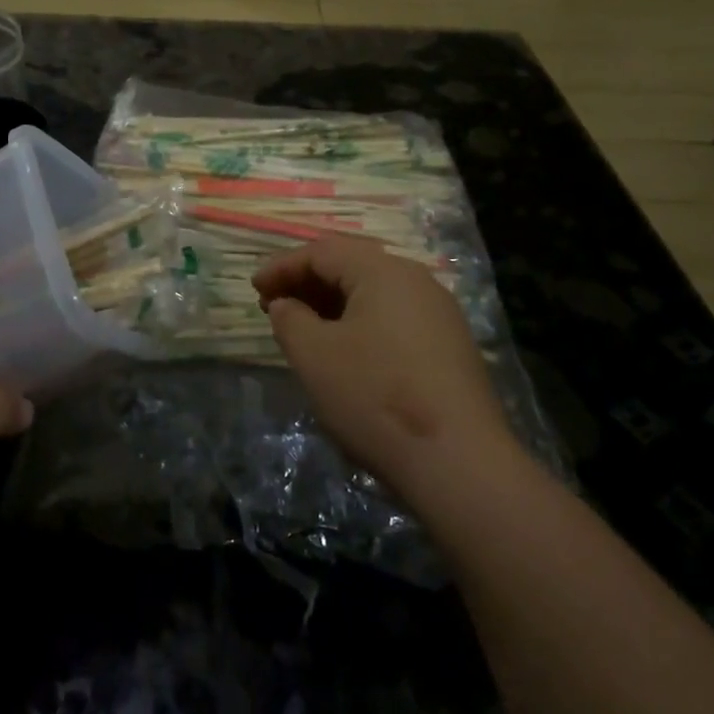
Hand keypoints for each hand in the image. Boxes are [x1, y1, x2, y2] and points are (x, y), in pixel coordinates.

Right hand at [254, 236, 518, 509]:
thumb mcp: (314, 356)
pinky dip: (359, 323)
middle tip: (273, 306)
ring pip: (373, 293)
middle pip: (351, 266)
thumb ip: (290, 319)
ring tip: (302, 329)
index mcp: (383, 271)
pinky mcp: (449, 347)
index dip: (283, 267)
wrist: (459, 462)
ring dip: (331, 304)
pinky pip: (393, 318)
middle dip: (307, 283)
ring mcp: (438, 314)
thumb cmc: (374, 396)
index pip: (323, 251)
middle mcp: (416, 281)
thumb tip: (286, 305)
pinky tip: (343, 352)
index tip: (254, 289)